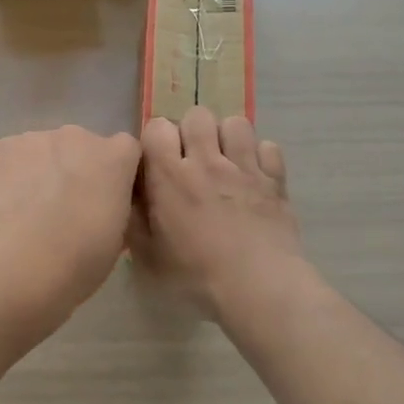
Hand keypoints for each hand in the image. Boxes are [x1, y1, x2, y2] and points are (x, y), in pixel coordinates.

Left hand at [0, 125, 142, 311]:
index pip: (124, 151)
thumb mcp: (116, 239)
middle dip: (71, 170)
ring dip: (35, 172)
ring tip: (23, 214)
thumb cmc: (79, 260)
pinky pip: (2, 162)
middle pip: (76, 146)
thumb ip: (113, 208)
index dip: (113, 174)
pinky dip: (0, 180)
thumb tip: (101, 207)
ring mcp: (30, 139)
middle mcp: (74, 136)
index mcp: (114, 157)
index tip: (104, 200)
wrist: (17, 264)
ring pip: (36, 151)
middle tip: (60, 210)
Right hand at [134, 108, 308, 319]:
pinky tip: (254, 178)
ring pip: (236, 123)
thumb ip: (133, 219)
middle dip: (191, 131)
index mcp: (170, 176)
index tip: (157, 163)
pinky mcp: (275, 180)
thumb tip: (128, 194)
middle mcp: (207, 161)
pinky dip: (260, 157)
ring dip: (227, 137)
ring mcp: (245, 167)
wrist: (259, 288)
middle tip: (191, 159)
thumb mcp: (148, 256)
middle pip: (197, 115)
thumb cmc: (196, 276)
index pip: (157, 127)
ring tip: (224, 161)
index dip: (155, 140)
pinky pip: (268, 147)